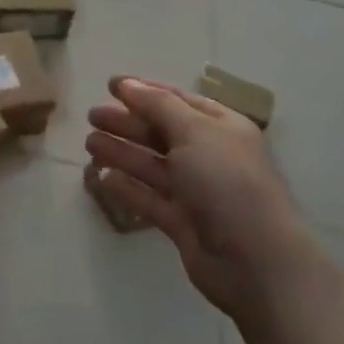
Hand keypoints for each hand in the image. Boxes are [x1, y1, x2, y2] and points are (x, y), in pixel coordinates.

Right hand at [85, 78, 324, 335]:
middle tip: (92, 116)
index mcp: (221, 127)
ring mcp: (196, 191)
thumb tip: (127, 83)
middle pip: (161, 132)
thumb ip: (158, 105)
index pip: (178, 100)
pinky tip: (103, 178)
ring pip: (152, 165)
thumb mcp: (195, 131)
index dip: (145, 91)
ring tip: (89, 144)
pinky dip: (127, 187)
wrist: (254, 259)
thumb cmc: (227, 182)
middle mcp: (209, 155)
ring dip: (122, 152)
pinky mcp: (182, 222)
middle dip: (127, 122)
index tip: (111, 85)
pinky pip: (149, 198)